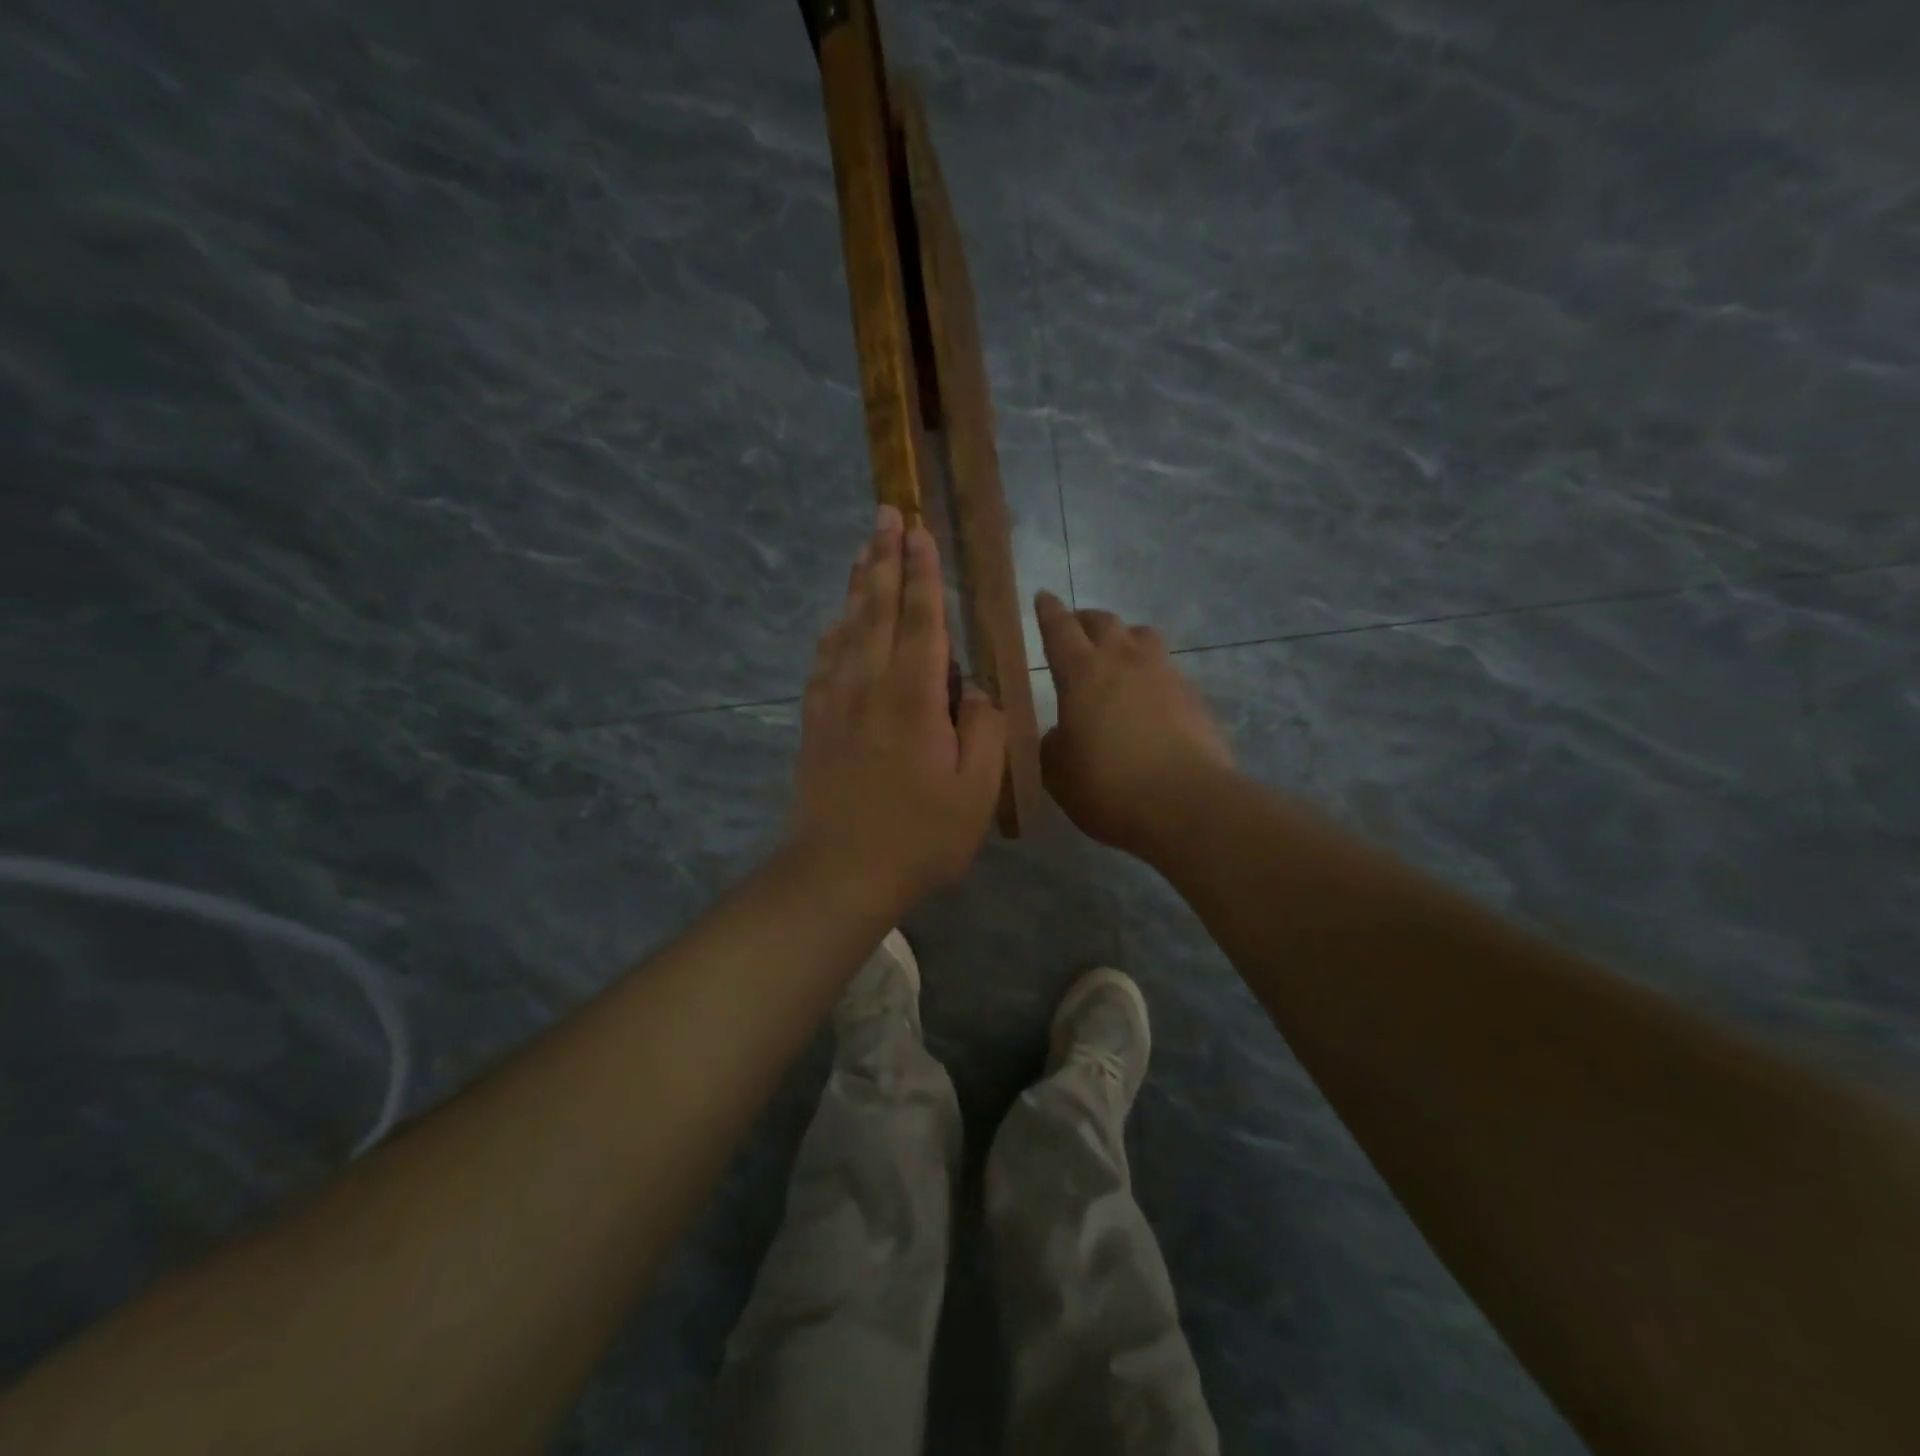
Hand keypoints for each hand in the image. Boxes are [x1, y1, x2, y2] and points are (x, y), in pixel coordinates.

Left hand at [789, 506, 1006, 908]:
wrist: (838, 873)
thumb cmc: (919, 837)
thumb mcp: (976, 791)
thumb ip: (982, 729)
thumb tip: (973, 690)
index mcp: (913, 697)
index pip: (921, 618)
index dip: (922, 571)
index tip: (919, 530)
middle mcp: (869, 685)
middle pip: (877, 608)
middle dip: (884, 557)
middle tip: (885, 514)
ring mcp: (835, 703)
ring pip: (847, 628)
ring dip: (858, 586)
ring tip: (864, 551)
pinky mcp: (815, 724)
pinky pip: (823, 662)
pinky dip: (833, 632)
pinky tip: (837, 623)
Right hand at [1034, 591, 1233, 852]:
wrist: (1187, 804)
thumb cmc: (1108, 786)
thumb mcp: (1058, 773)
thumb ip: (1052, 745)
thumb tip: (1061, 734)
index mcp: (1082, 673)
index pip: (1060, 629)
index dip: (1048, 612)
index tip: (1044, 597)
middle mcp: (1125, 661)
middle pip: (1105, 622)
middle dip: (1086, 620)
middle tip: (1076, 629)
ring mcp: (1165, 674)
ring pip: (1143, 636)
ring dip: (1126, 639)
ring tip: (1119, 657)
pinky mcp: (1194, 697)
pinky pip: (1168, 671)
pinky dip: (1153, 676)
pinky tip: (1150, 701)